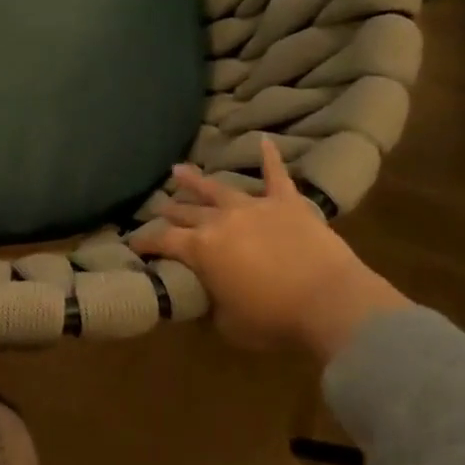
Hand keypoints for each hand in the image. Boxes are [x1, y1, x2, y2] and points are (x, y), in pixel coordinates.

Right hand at [131, 140, 408, 363]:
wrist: (331, 303)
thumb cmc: (274, 319)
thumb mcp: (228, 323)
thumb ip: (211, 306)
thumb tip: (206, 298)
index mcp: (199, 249)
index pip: (162, 241)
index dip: (144, 243)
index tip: (133, 245)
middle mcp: (220, 221)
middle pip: (186, 213)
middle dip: (168, 211)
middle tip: (157, 208)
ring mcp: (253, 207)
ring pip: (217, 189)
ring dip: (196, 181)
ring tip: (178, 170)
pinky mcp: (287, 203)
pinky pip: (276, 175)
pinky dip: (270, 158)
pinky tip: (265, 141)